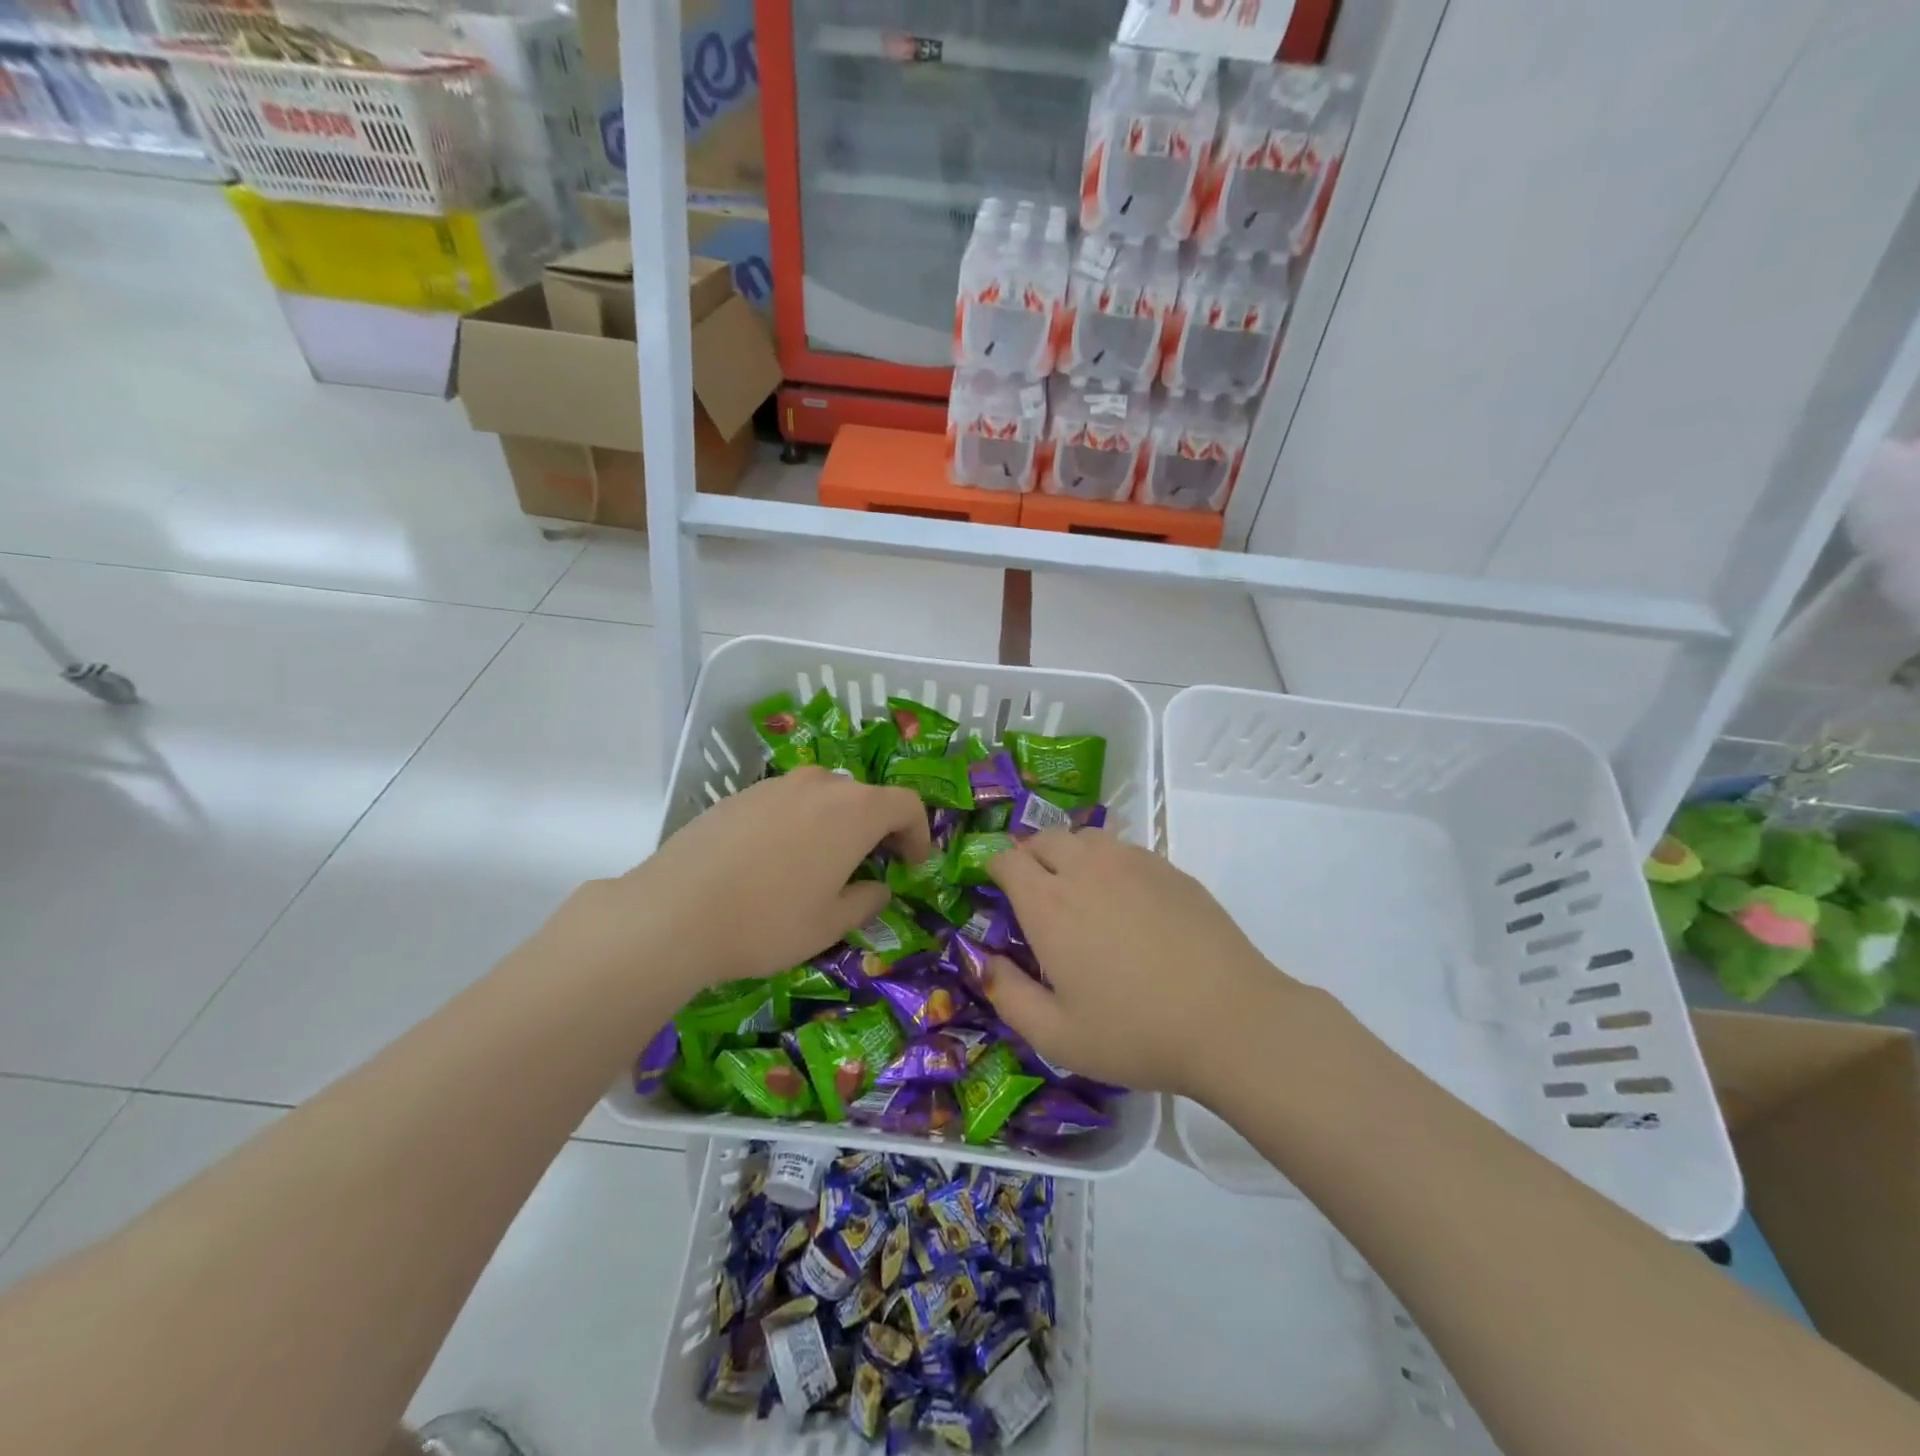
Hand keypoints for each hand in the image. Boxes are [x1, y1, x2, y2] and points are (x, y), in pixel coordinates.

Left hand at [555, 769, 932, 995]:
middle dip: (878, 827)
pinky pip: (786, 802)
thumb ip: (865, 901)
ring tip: (822, 863)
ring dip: (837, 823)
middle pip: (865, 796)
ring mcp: (776, 785)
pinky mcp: (740, 795)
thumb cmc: (767, 921)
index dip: (918, 832)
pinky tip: (776, 860)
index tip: (912, 863)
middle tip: (872, 865)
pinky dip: (799, 822)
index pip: (906, 804)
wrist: (673, 911)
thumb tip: (877, 888)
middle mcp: (820, 785)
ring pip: (824, 796)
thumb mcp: (829, 924)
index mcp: (854, 811)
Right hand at [980, 829, 1296, 1096]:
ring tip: (1077, 888)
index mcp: (1049, 904)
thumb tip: (985, 961)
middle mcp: (1085, 869)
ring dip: (1069, 852)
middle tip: (1033, 889)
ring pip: (1086, 837)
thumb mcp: (1056, 1036)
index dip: (994, 867)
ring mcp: (1132, 863)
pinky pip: (1124, 849)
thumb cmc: (1134, 1032)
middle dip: (1029, 855)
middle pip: (1044, 838)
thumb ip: (1008, 995)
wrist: (1230, 1020)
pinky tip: (1123, 899)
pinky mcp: (1169, 869)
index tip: (996, 888)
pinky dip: (1108, 861)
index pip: (1008, 859)